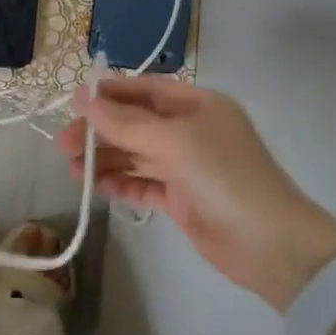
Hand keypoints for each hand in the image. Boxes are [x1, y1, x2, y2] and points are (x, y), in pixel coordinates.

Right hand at [61, 78, 335, 311]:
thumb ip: (124, 121)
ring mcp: (187, 166)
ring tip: (73, 171)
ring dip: (106, 159)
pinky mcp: (182, 199)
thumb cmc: (223, 177)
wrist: (270, 244)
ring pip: (136, 155)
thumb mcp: (173, 140)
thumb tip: (82, 96)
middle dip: (101, 131)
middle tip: (64, 146)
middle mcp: (192, 131)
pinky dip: (121, 183)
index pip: (146, 90)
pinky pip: (144, 184)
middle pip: (136, 123)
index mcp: (198, 106)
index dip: (110, 94)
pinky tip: (98, 188)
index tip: (74, 104)